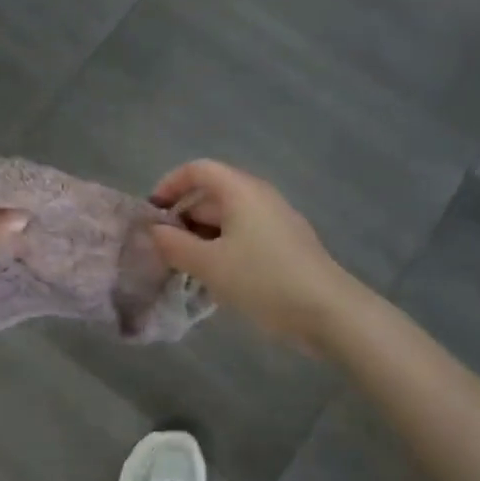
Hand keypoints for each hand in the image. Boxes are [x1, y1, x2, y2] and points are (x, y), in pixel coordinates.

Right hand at [148, 160, 359, 350]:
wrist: (327, 311)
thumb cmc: (262, 279)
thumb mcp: (209, 264)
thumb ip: (175, 245)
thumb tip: (154, 232)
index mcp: (240, 190)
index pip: (198, 170)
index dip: (170, 185)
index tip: (152, 214)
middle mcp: (259, 197)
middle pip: (212, 194)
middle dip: (183, 218)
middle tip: (163, 250)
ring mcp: (276, 221)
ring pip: (228, 219)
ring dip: (202, 238)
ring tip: (184, 269)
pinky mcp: (285, 245)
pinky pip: (244, 236)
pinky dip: (223, 249)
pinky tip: (215, 279)